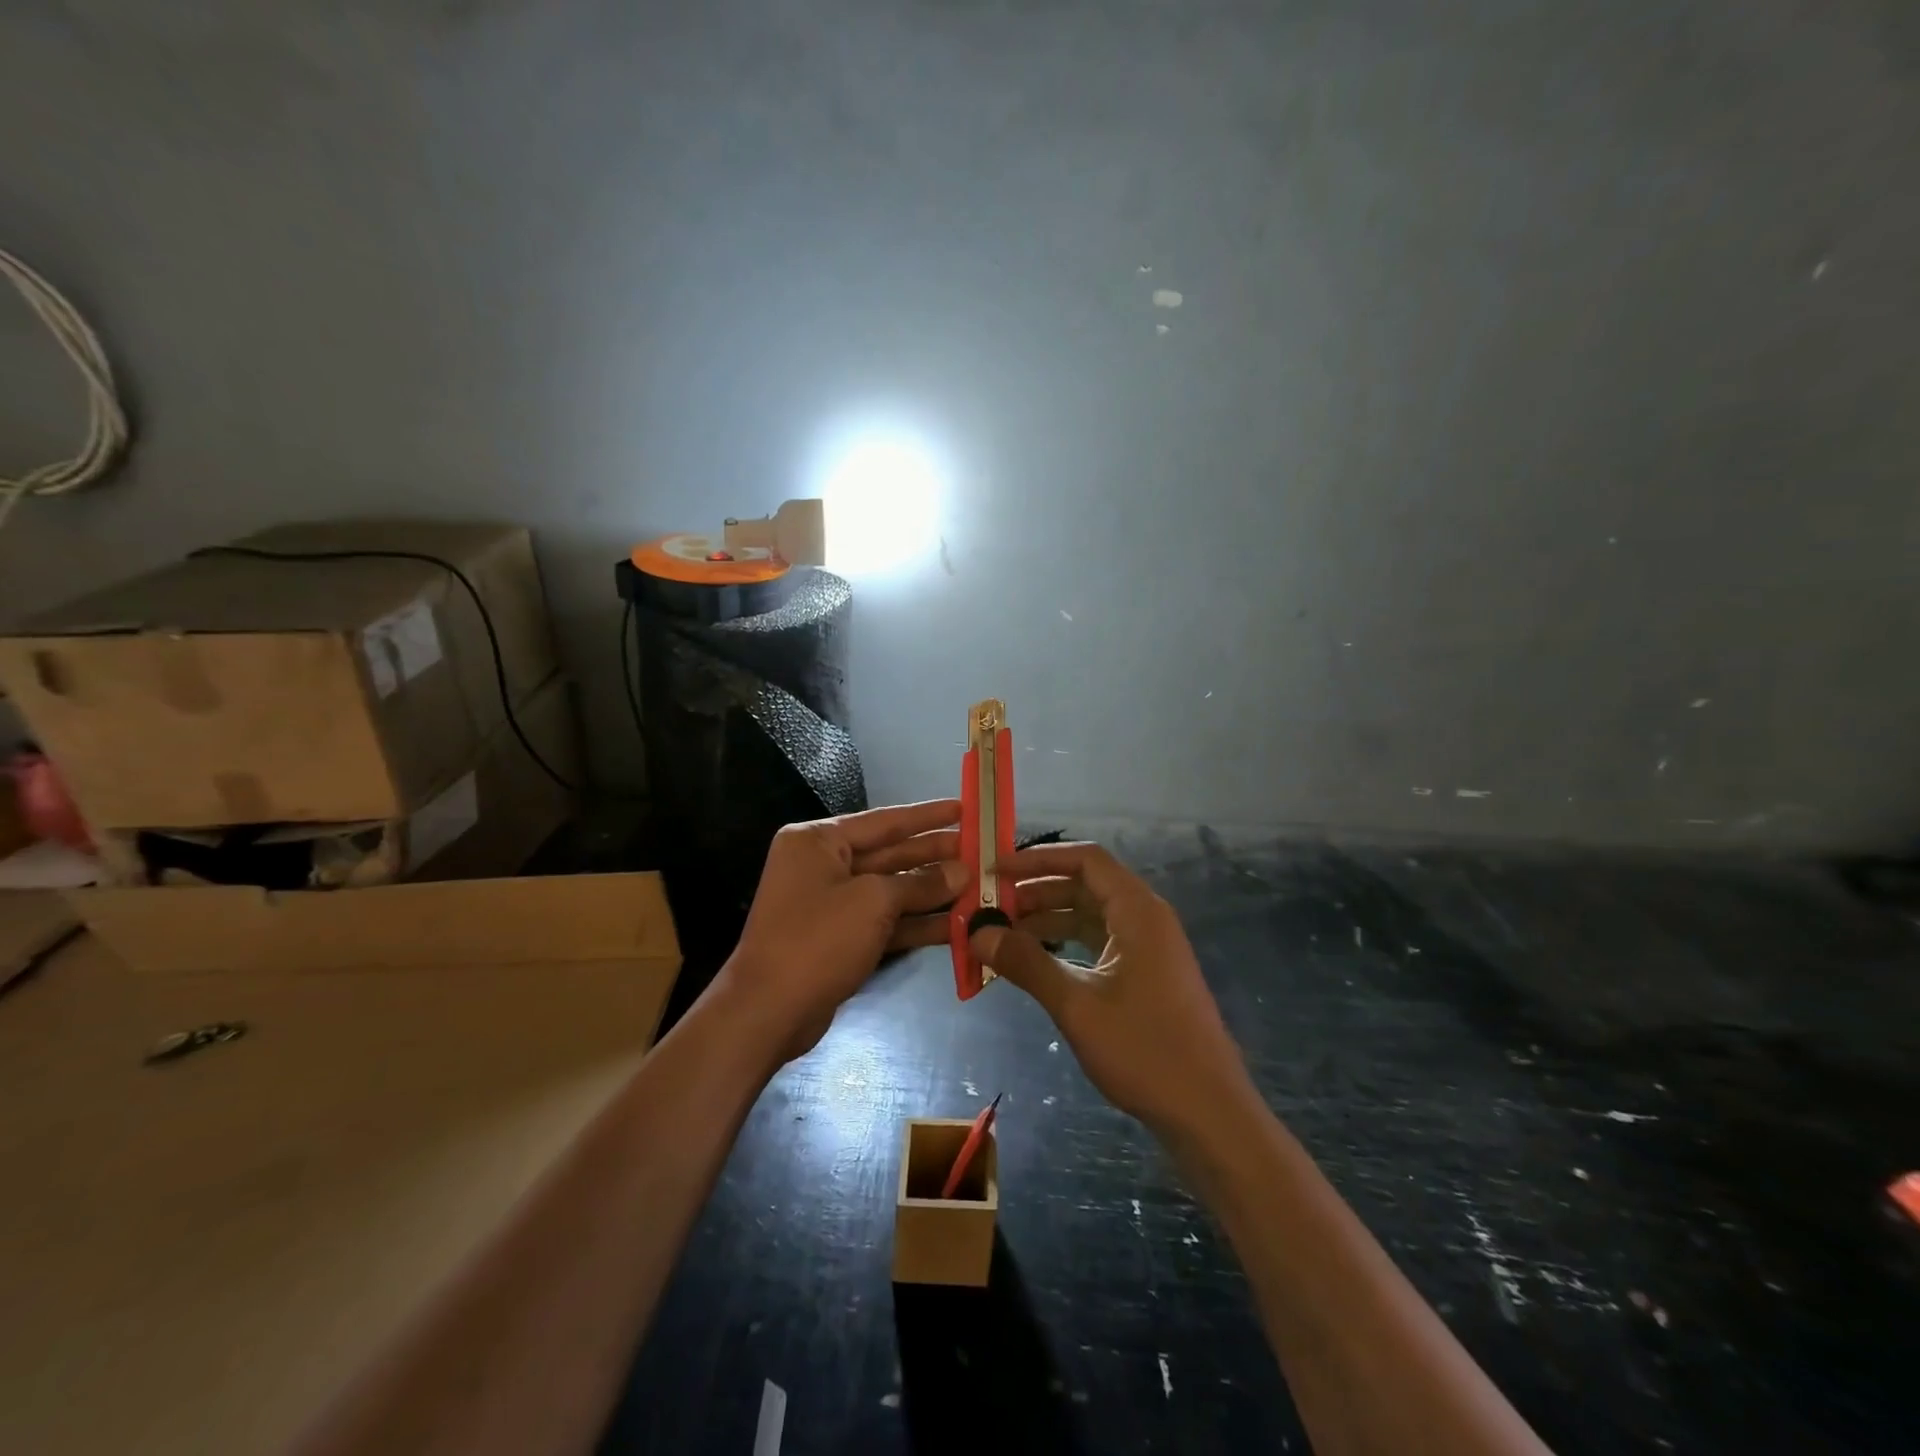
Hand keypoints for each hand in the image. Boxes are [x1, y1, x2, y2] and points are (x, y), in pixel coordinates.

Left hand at [725, 799, 966, 1059]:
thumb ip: (920, 884)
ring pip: (891, 890)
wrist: (768, 1012)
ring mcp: (831, 904)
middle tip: (980, 851)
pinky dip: (917, 923)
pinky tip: (957, 924)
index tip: (964, 808)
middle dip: (934, 856)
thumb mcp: (873, 902)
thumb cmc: (817, 940)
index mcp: (818, 841)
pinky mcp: (840, 938)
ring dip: (932, 891)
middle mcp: (822, 865)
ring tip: (979, 886)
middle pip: (889, 854)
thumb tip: (961, 872)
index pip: (883, 821)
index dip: (927, 816)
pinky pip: (885, 921)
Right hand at [970, 842, 1253, 1135]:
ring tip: (1002, 933)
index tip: (995, 870)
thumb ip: (1026, 963)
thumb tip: (978, 933)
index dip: (1038, 858)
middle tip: (990, 905)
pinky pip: (1099, 941)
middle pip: (1085, 885)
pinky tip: (1034, 961)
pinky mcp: (1146, 973)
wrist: (1209, 1112)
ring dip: (1048, 918)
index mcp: (1137, 910)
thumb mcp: (1077, 1005)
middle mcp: (1145, 918)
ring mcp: (1148, 947)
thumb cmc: (1145, 1050)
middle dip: (1036, 890)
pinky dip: (1065, 943)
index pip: (1085, 859)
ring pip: (1090, 915)